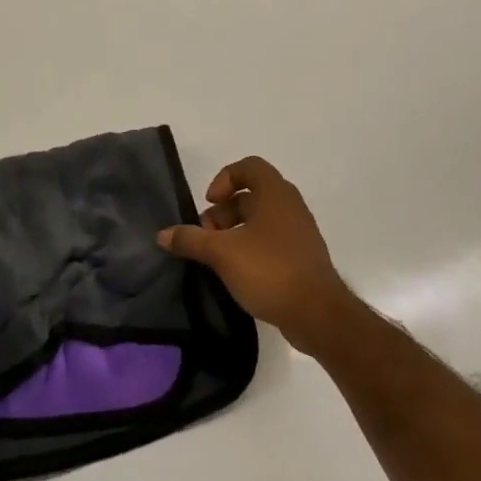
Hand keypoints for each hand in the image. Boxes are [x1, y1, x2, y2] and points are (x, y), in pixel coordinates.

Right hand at [158, 156, 359, 356]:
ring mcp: (298, 233)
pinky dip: (249, 248)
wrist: (317, 314)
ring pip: (259, 220)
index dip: (224, 178)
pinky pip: (270, 241)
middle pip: (250, 195)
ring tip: (216, 258)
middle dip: (222, 212)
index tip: (210, 203)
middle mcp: (290, 206)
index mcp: (275, 194)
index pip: (249, 166)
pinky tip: (235, 273)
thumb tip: (163, 234)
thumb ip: (191, 240)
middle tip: (206, 237)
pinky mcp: (301, 257)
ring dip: (233, 232)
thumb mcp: (222, 253)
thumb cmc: (270, 270)